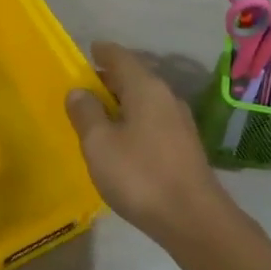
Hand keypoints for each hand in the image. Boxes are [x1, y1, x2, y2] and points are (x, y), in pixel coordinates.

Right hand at [65, 42, 227, 244]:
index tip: (87, 51)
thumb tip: (78, 91)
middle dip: (109, 78)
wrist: (192, 218)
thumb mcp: (100, 144)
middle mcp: (166, 97)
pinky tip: (122, 138)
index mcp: (146, 88)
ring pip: (145, 100)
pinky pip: (153, 120)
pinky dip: (134, 120)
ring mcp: (179, 122)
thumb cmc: (139, 175)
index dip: (102, 52)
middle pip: (135, 77)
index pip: (120, 57)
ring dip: (122, 101)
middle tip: (84, 86)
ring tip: (98, 113)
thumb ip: (86, 114)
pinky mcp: (184, 146)